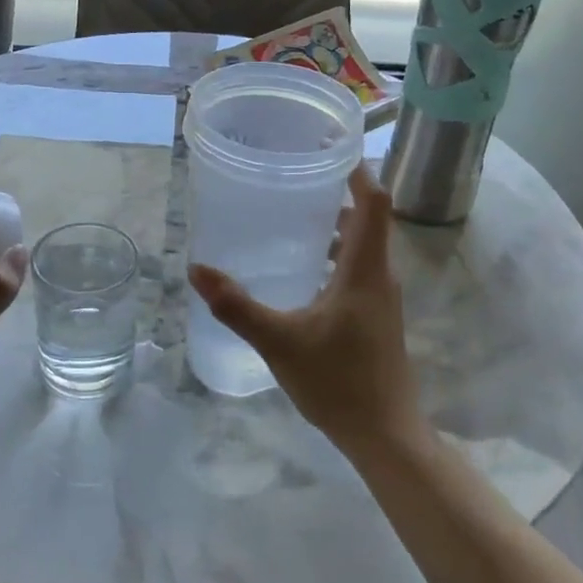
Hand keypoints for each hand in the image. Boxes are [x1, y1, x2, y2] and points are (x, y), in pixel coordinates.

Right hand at [188, 165, 422, 453]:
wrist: (384, 433)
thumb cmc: (337, 382)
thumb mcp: (279, 341)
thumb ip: (237, 306)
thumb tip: (197, 269)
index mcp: (365, 269)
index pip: (374, 202)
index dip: (358, 171)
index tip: (330, 149)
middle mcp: (380, 275)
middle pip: (370, 218)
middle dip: (339, 193)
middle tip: (297, 177)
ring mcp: (382, 297)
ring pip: (365, 245)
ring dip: (338, 226)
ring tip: (296, 216)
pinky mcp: (378, 316)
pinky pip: (360, 268)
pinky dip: (339, 254)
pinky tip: (305, 270)